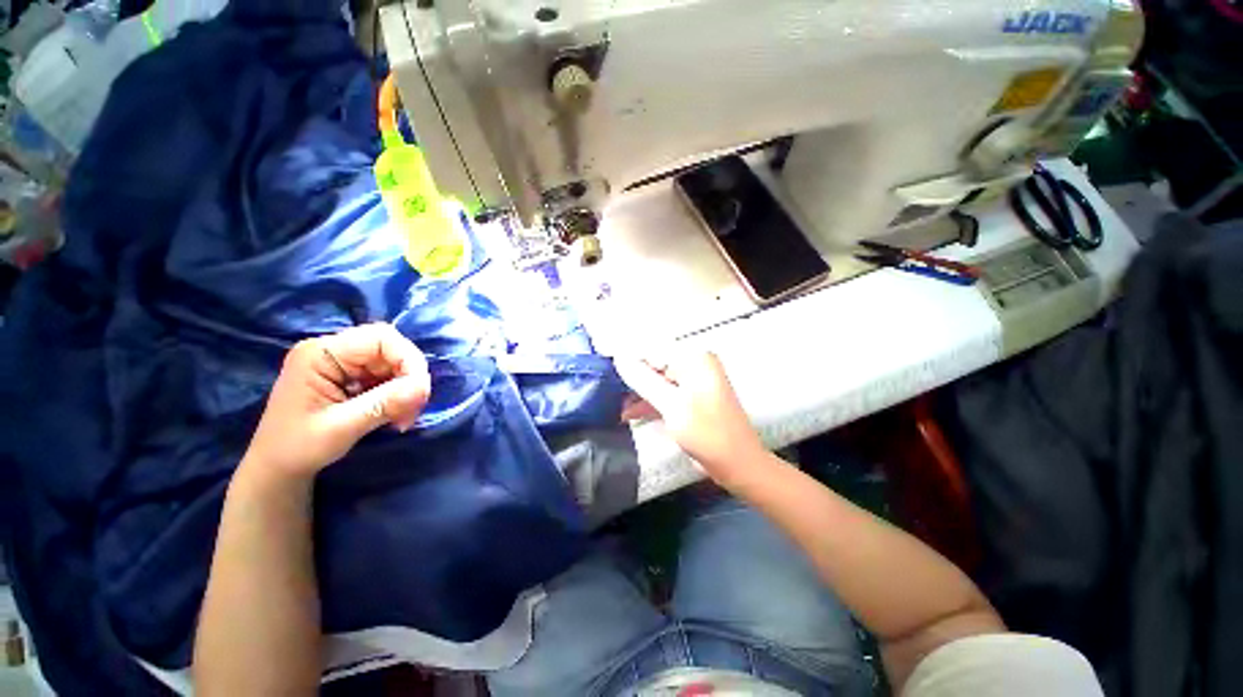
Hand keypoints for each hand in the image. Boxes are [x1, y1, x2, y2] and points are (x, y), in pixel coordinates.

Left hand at [242, 323, 430, 482]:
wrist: (276, 469)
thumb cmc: (297, 449)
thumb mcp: (341, 428)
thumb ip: (384, 404)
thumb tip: (424, 387)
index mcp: (320, 354)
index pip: (381, 338)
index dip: (408, 358)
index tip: (420, 391)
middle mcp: (333, 350)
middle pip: (391, 349)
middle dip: (409, 377)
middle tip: (413, 409)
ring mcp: (342, 363)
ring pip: (393, 363)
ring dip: (406, 388)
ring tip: (403, 417)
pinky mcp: (350, 376)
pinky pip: (387, 375)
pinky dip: (399, 394)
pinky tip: (395, 414)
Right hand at [616, 351, 765, 485]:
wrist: (738, 465)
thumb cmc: (707, 434)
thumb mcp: (671, 405)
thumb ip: (643, 380)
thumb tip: (619, 358)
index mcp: (694, 358)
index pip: (653, 349)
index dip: (627, 358)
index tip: (604, 368)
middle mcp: (694, 364)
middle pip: (654, 364)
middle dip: (631, 377)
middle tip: (606, 389)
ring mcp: (693, 382)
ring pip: (657, 380)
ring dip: (637, 392)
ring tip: (612, 403)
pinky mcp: (690, 398)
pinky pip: (665, 393)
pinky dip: (649, 402)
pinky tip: (627, 413)